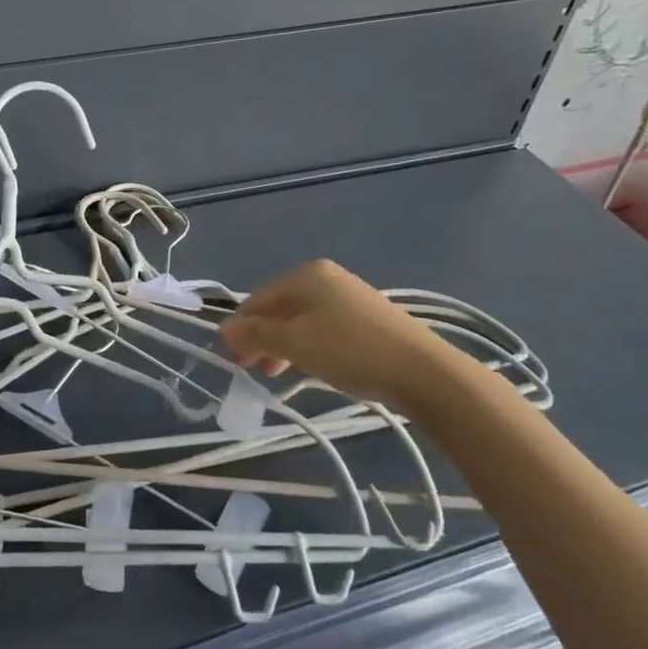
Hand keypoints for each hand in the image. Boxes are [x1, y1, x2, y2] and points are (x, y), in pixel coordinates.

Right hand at [220, 259, 459, 408]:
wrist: (423, 372)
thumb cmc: (350, 351)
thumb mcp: (294, 343)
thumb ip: (256, 334)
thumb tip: (224, 328)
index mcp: (305, 274)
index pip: (257, 299)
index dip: (240, 328)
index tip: (233, 360)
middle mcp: (325, 277)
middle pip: (279, 307)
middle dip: (261, 337)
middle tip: (254, 370)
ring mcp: (348, 295)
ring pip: (301, 319)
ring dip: (283, 345)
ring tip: (278, 374)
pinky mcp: (367, 317)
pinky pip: (323, 327)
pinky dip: (308, 345)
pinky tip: (310, 366)